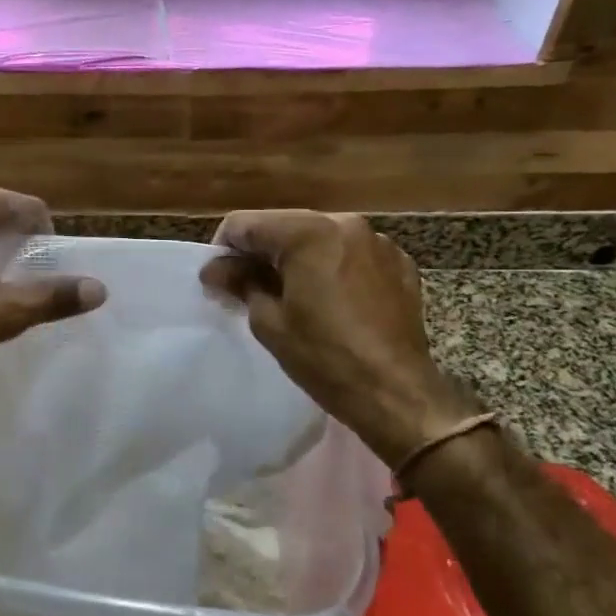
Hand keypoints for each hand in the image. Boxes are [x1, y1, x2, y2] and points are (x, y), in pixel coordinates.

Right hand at [200, 211, 473, 457]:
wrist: (395, 392)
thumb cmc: (324, 357)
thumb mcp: (269, 321)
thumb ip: (240, 283)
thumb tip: (215, 269)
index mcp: (308, 233)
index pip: (245, 224)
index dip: (222, 249)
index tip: (217, 280)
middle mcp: (345, 224)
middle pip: (284, 226)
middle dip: (260, 253)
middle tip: (245, 288)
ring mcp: (377, 242)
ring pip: (319, 238)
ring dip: (297, 259)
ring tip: (289, 296)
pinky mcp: (399, 264)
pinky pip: (351, 254)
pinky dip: (332, 268)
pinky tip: (328, 301)